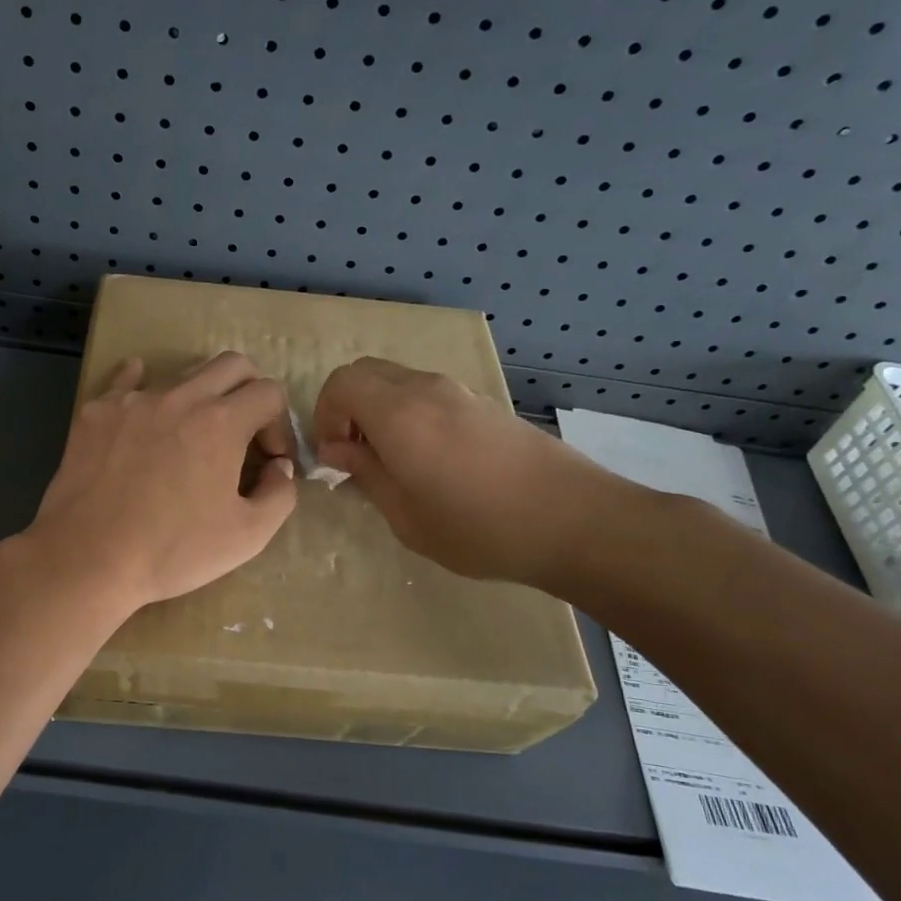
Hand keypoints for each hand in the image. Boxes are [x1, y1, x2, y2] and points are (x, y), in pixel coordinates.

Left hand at [24, 353, 297, 612]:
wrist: (87, 557)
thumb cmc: (172, 550)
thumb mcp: (247, 536)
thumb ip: (280, 494)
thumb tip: (279, 467)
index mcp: (222, 422)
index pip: (270, 393)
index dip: (280, 425)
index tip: (268, 460)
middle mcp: (181, 397)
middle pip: (232, 365)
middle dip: (250, 391)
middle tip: (243, 432)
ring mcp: (134, 399)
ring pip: (182, 374)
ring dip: (201, 396)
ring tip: (192, 436)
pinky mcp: (97, 411)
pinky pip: (126, 380)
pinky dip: (144, 384)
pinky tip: (145, 405)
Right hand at [314, 357, 628, 586]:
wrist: (576, 520)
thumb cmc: (480, 528)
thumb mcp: (406, 516)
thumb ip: (366, 473)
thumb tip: (337, 450)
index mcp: (399, 413)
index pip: (341, 383)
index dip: (324, 415)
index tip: (333, 456)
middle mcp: (426, 389)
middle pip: (366, 372)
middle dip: (346, 407)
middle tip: (354, 453)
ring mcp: (459, 392)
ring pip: (398, 381)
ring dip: (379, 410)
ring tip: (392, 461)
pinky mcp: (484, 404)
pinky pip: (428, 394)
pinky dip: (409, 413)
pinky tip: (430, 460)